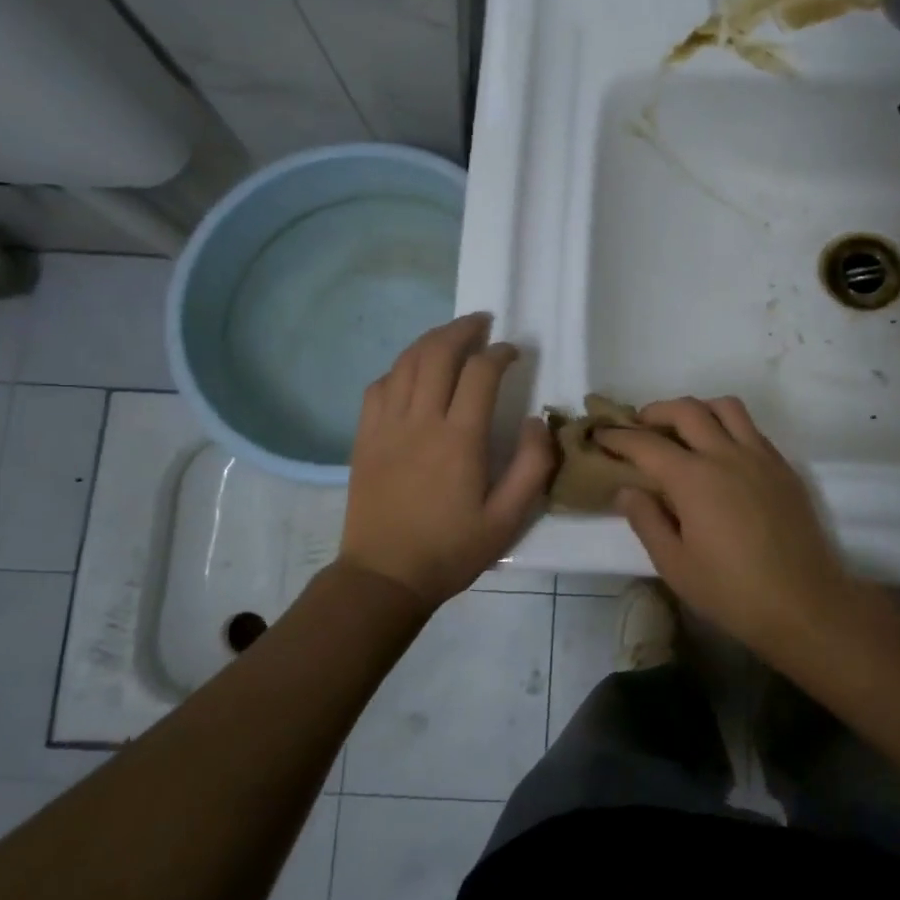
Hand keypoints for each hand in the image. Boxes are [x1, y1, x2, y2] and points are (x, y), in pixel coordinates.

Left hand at [338, 313, 555, 609]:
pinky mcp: (365, 438)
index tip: (513, 351)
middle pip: (437, 353)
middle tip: (482, 323)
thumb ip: (532, 467)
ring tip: (451, 336)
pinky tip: (411, 372)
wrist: (385, 577)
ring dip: (431, 340)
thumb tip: (535, 421)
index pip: (480, 373)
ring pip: (406, 363)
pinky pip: (379, 386)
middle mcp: (420, 421)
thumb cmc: (451, 550)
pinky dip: (399, 368)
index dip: (500, 353)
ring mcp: (386, 426)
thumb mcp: (508, 520)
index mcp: (459, 440)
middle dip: (462, 330)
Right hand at [598, 397, 856, 653]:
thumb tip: (627, 489)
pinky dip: (728, 426)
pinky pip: (752, 429)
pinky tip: (721, 453)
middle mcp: (726, 454)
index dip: (619, 437)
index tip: (602, 435)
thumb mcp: (675, 565)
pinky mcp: (784, 467)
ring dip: (697, 409)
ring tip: (683, 430)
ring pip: (726, 407)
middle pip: (686, 410)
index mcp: (693, 478)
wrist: (804, 604)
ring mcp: (760, 456)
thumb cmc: (731, 592)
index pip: (646, 444)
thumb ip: (646, 521)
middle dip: (655, 411)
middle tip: (639, 427)